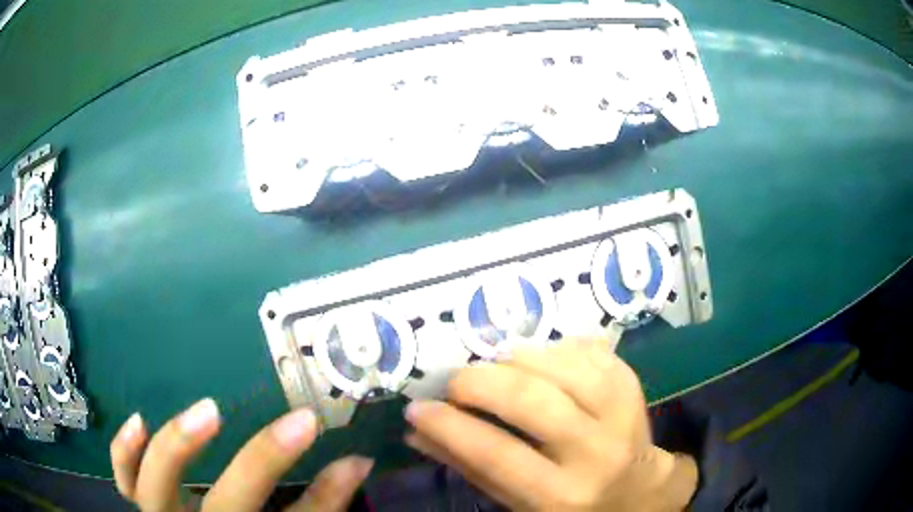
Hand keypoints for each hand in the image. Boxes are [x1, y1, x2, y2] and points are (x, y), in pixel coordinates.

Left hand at [110, 399, 371, 511]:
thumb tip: (356, 463)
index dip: (323, 494)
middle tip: (297, 422)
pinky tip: (139, 419)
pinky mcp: (143, 505)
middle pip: (227, 506)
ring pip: (157, 489)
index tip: (338, 445)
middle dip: (263, 464)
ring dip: (180, 450)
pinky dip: (126, 453)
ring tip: (208, 411)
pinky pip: (124, 480)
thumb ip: (321, 507)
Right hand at [405, 338, 697, 510]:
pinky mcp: (632, 387)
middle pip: (532, 401)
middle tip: (457, 383)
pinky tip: (540, 360)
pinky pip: (589, 352)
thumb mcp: (517, 503)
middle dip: (480, 383)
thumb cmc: (570, 505)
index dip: (449, 426)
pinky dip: (556, 348)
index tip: (418, 407)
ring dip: (518, 359)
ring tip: (497, 367)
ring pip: (562, 368)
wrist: (637, 491)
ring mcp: (621, 415)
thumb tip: (418, 432)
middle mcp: (595, 454)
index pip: (495, 455)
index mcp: (560, 496)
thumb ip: (469, 466)